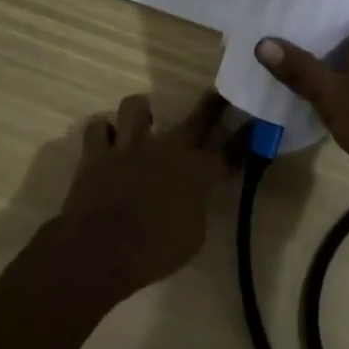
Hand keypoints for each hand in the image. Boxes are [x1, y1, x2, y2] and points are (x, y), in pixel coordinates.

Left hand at [55, 92, 240, 301]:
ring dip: (141, 112)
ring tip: (143, 122)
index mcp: (196, 171)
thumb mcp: (192, 237)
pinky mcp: (97, 154)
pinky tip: (106, 142)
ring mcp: (130, 146)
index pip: (229, 150)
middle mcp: (167, 149)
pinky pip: (97, 129)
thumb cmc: (153, 252)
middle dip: (212, 105)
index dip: (242, 138)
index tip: (252, 125)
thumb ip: (196, 208)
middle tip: (217, 96)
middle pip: (197, 118)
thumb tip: (193, 197)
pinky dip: (102, 133)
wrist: (99, 251)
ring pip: (136, 106)